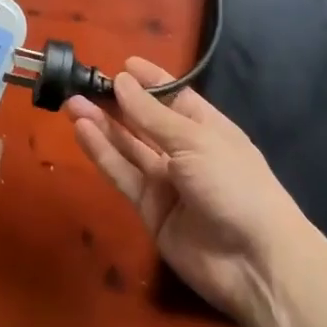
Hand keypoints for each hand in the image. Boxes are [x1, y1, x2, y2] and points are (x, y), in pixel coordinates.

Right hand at [66, 57, 308, 324]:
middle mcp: (185, 151)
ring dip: (103, 125)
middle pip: (145, 122)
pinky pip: (123, 175)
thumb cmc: (234, 184)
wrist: (254, 261)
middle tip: (82, 83)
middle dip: (117, 103)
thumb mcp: (194, 141)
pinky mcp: (150, 209)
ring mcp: (167, 182)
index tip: (122, 65)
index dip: (149, 81)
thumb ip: (152, 115)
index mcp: (207, 127)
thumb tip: (122, 81)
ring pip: (129, 147)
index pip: (174, 96)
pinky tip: (83, 131)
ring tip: (73, 103)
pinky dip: (103, 154)